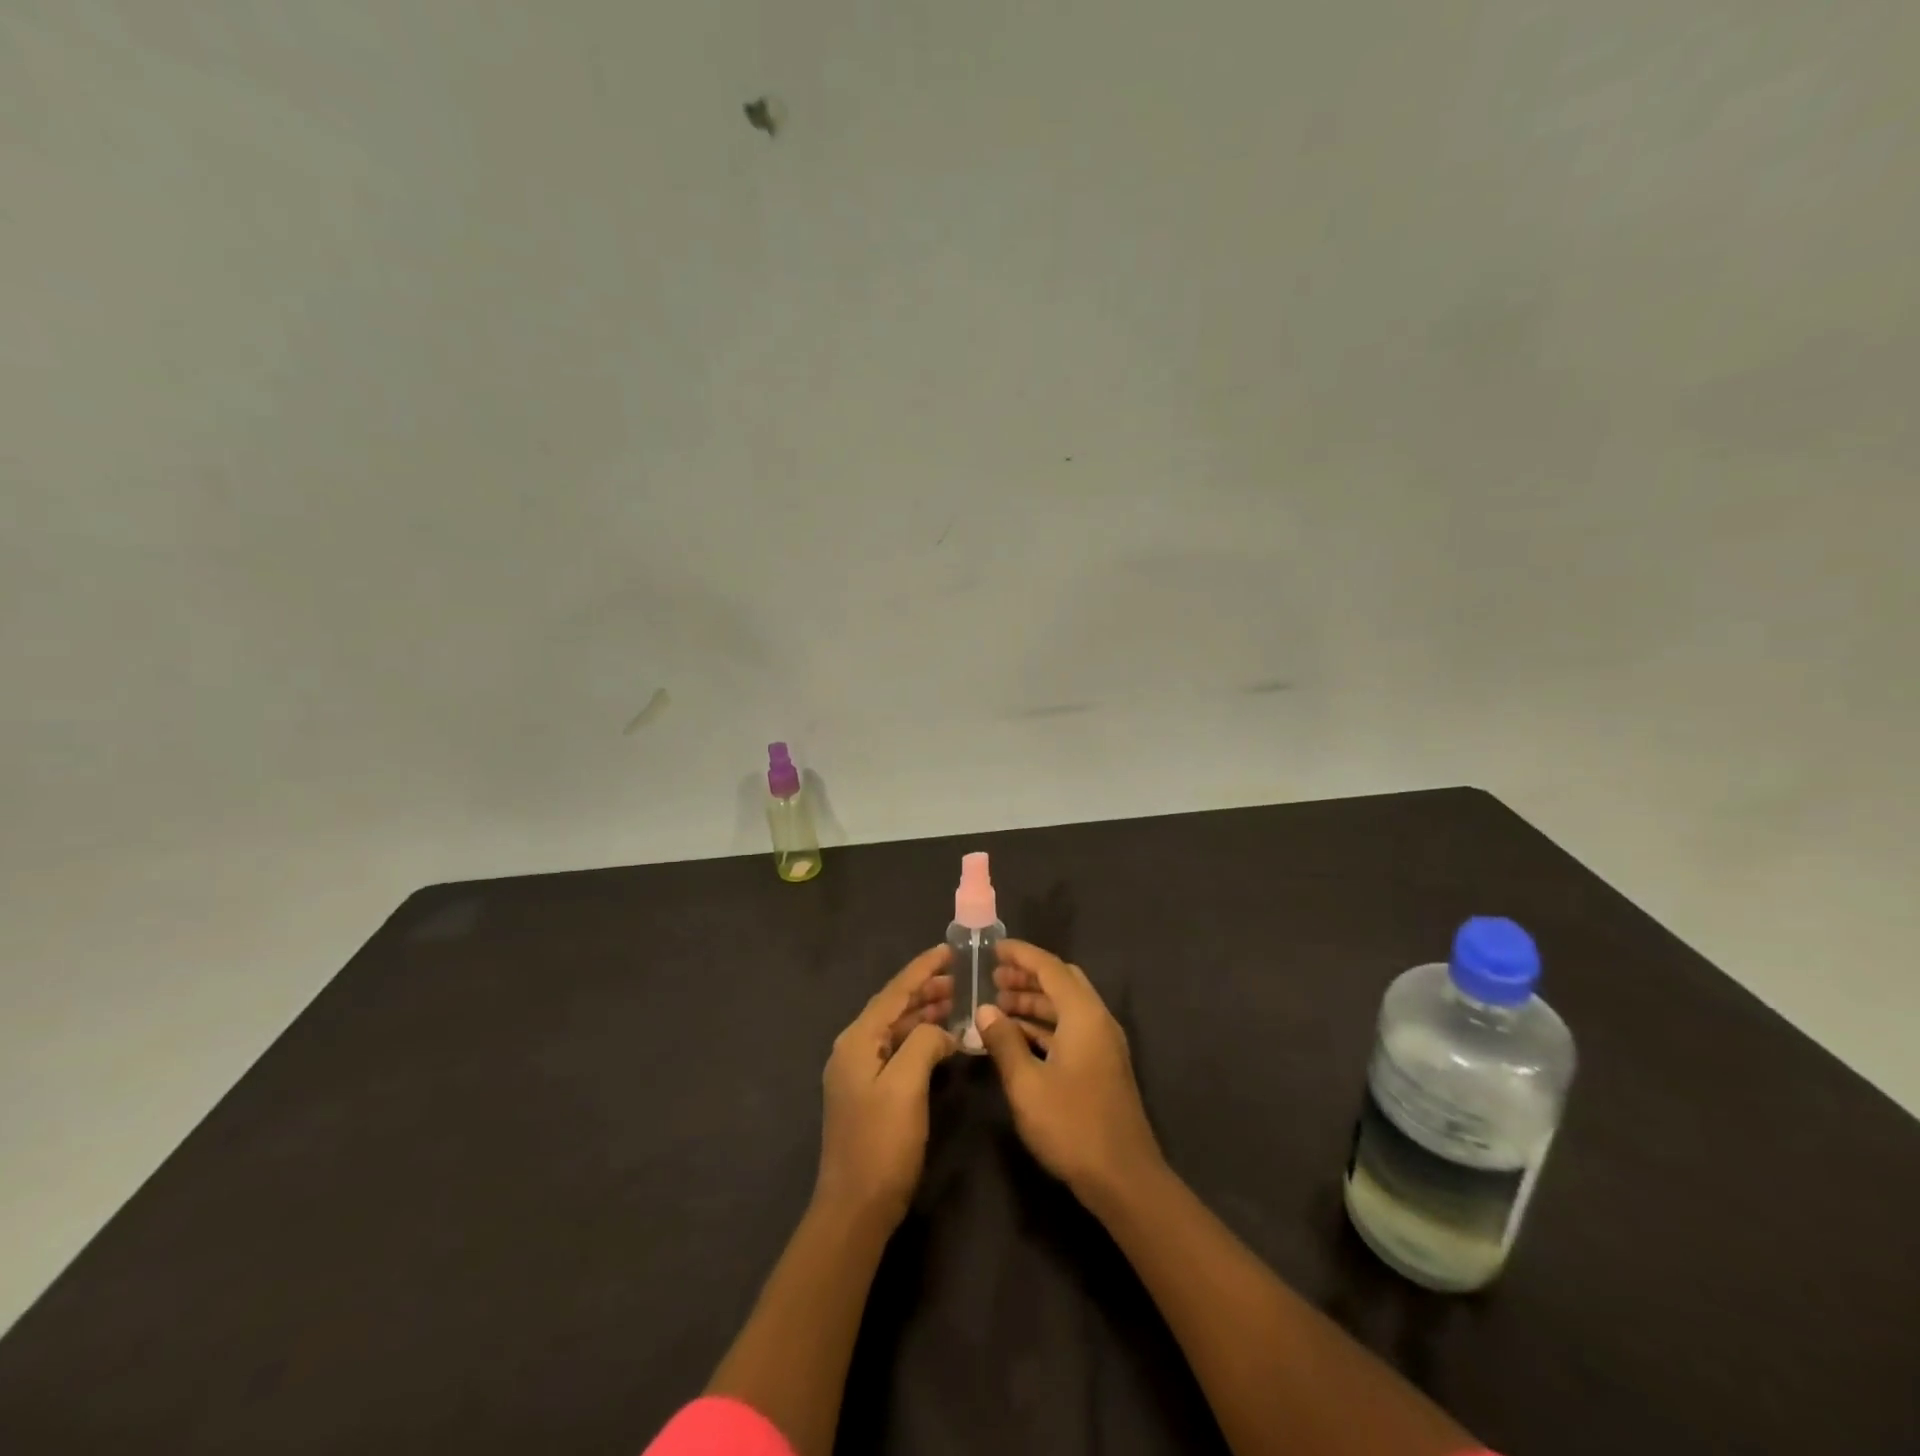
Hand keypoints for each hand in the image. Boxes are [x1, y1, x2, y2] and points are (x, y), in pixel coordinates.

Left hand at [814, 946, 956, 1229]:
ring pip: (897, 1029)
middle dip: (927, 989)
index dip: (922, 969)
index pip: (894, 992)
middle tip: (963, 977)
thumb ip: (924, 1043)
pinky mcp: (869, 1092)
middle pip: (894, 1007)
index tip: (949, 950)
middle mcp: (854, 1048)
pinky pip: (898, 1050)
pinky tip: (944, 1041)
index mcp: (857, 1040)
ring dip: (926, 1014)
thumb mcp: (906, 1085)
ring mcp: (859, 1072)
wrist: (855, 1208)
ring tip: (959, 1002)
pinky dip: (921, 1039)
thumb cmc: (881, 1143)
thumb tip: (940, 1031)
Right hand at [975, 939, 1163, 1205]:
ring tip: (997, 1007)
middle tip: (992, 979)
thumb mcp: (1027, 1085)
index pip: (1050, 968)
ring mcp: (1103, 1044)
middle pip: (1062, 982)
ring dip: (1034, 1002)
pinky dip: (1045, 1025)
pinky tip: (1018, 1038)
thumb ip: (1004, 1042)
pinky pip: (1071, 1029)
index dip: (1021, 954)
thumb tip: (985, 1011)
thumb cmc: (1072, 1126)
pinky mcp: (1102, 1066)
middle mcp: (1098, 1020)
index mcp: (1084, 1015)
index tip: (993, 948)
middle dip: (1027, 977)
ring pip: (1066, 1007)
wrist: (1124, 1179)